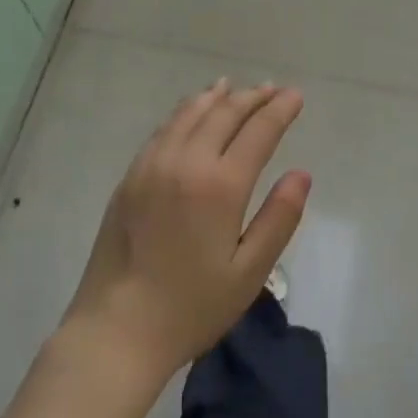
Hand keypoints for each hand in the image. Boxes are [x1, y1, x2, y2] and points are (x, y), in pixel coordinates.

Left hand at [61, 80, 310, 388]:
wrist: (115, 330)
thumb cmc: (190, 308)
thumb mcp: (249, 273)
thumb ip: (279, 219)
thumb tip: (301, 174)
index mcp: (220, 185)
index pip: (258, 131)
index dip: (280, 110)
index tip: (295, 95)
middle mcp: (186, 162)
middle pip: (224, 114)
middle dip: (252, 98)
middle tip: (272, 89)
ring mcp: (153, 165)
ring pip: (190, 114)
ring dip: (216, 97)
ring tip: (233, 87)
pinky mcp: (130, 177)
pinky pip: (164, 129)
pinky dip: (185, 112)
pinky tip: (191, 113)